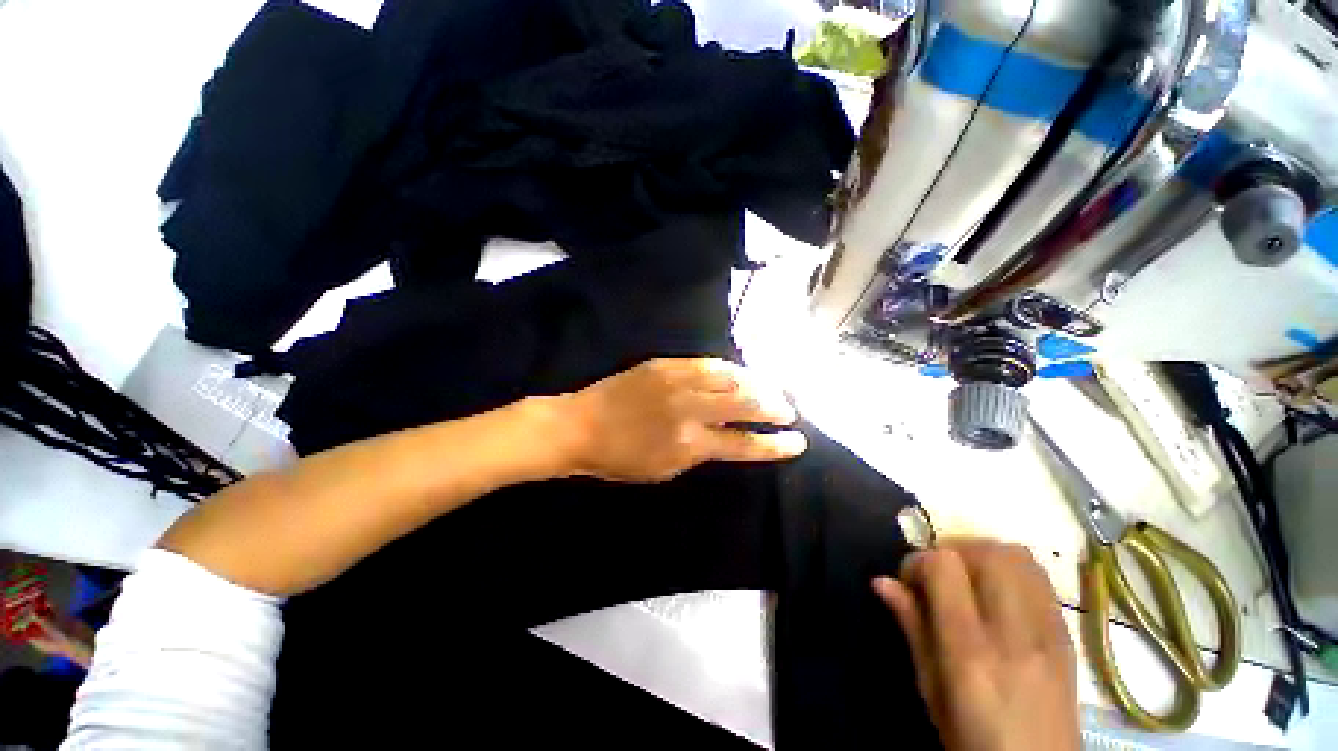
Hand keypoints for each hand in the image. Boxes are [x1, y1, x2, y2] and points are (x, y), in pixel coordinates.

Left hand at [559, 358, 805, 482]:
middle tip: (788, 409)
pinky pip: (706, 362)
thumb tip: (724, 437)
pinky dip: (729, 368)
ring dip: (757, 383)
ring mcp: (678, 382)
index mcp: (689, 444)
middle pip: (744, 404)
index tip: (797, 442)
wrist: (580, 426)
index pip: (744, 444)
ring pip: (730, 377)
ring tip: (772, 387)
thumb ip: (699, 453)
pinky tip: (741, 371)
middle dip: (773, 407)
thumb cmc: (619, 459)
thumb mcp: (664, 470)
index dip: (774, 445)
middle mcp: (690, 410)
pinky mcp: (665, 365)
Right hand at [874, 539, 1078, 750]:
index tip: (908, 581)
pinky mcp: (1066, 635)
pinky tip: (998, 594)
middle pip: (987, 552)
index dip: (918, 561)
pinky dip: (1012, 569)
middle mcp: (1014, 634)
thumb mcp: (930, 690)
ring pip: (1019, 557)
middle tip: (938, 575)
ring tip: (968, 579)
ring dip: (984, 555)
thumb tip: (881, 581)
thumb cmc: (972, 740)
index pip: (945, 567)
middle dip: (952, 550)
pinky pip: (1040, 578)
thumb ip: (912, 628)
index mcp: (971, 651)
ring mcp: (1048, 633)